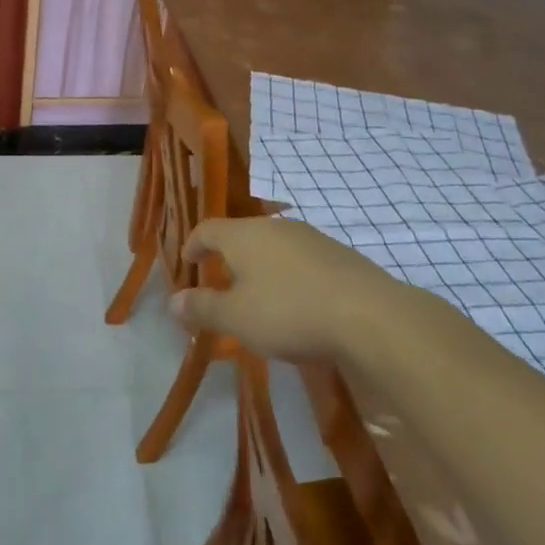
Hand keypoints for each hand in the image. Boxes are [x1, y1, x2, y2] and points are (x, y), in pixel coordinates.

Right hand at [171, 216, 426, 365]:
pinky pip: (302, 260)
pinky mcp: (340, 255)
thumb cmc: (289, 311)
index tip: (188, 263)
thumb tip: (173, 301)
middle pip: (241, 234)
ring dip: (261, 267)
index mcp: (243, 235)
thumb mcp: (237, 318)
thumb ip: (203, 308)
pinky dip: (290, 276)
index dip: (192, 245)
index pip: (207, 229)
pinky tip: (298, 303)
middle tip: (221, 283)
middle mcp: (275, 227)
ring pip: (274, 246)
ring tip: (259, 296)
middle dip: (227, 257)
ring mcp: (311, 238)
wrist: (371, 316)